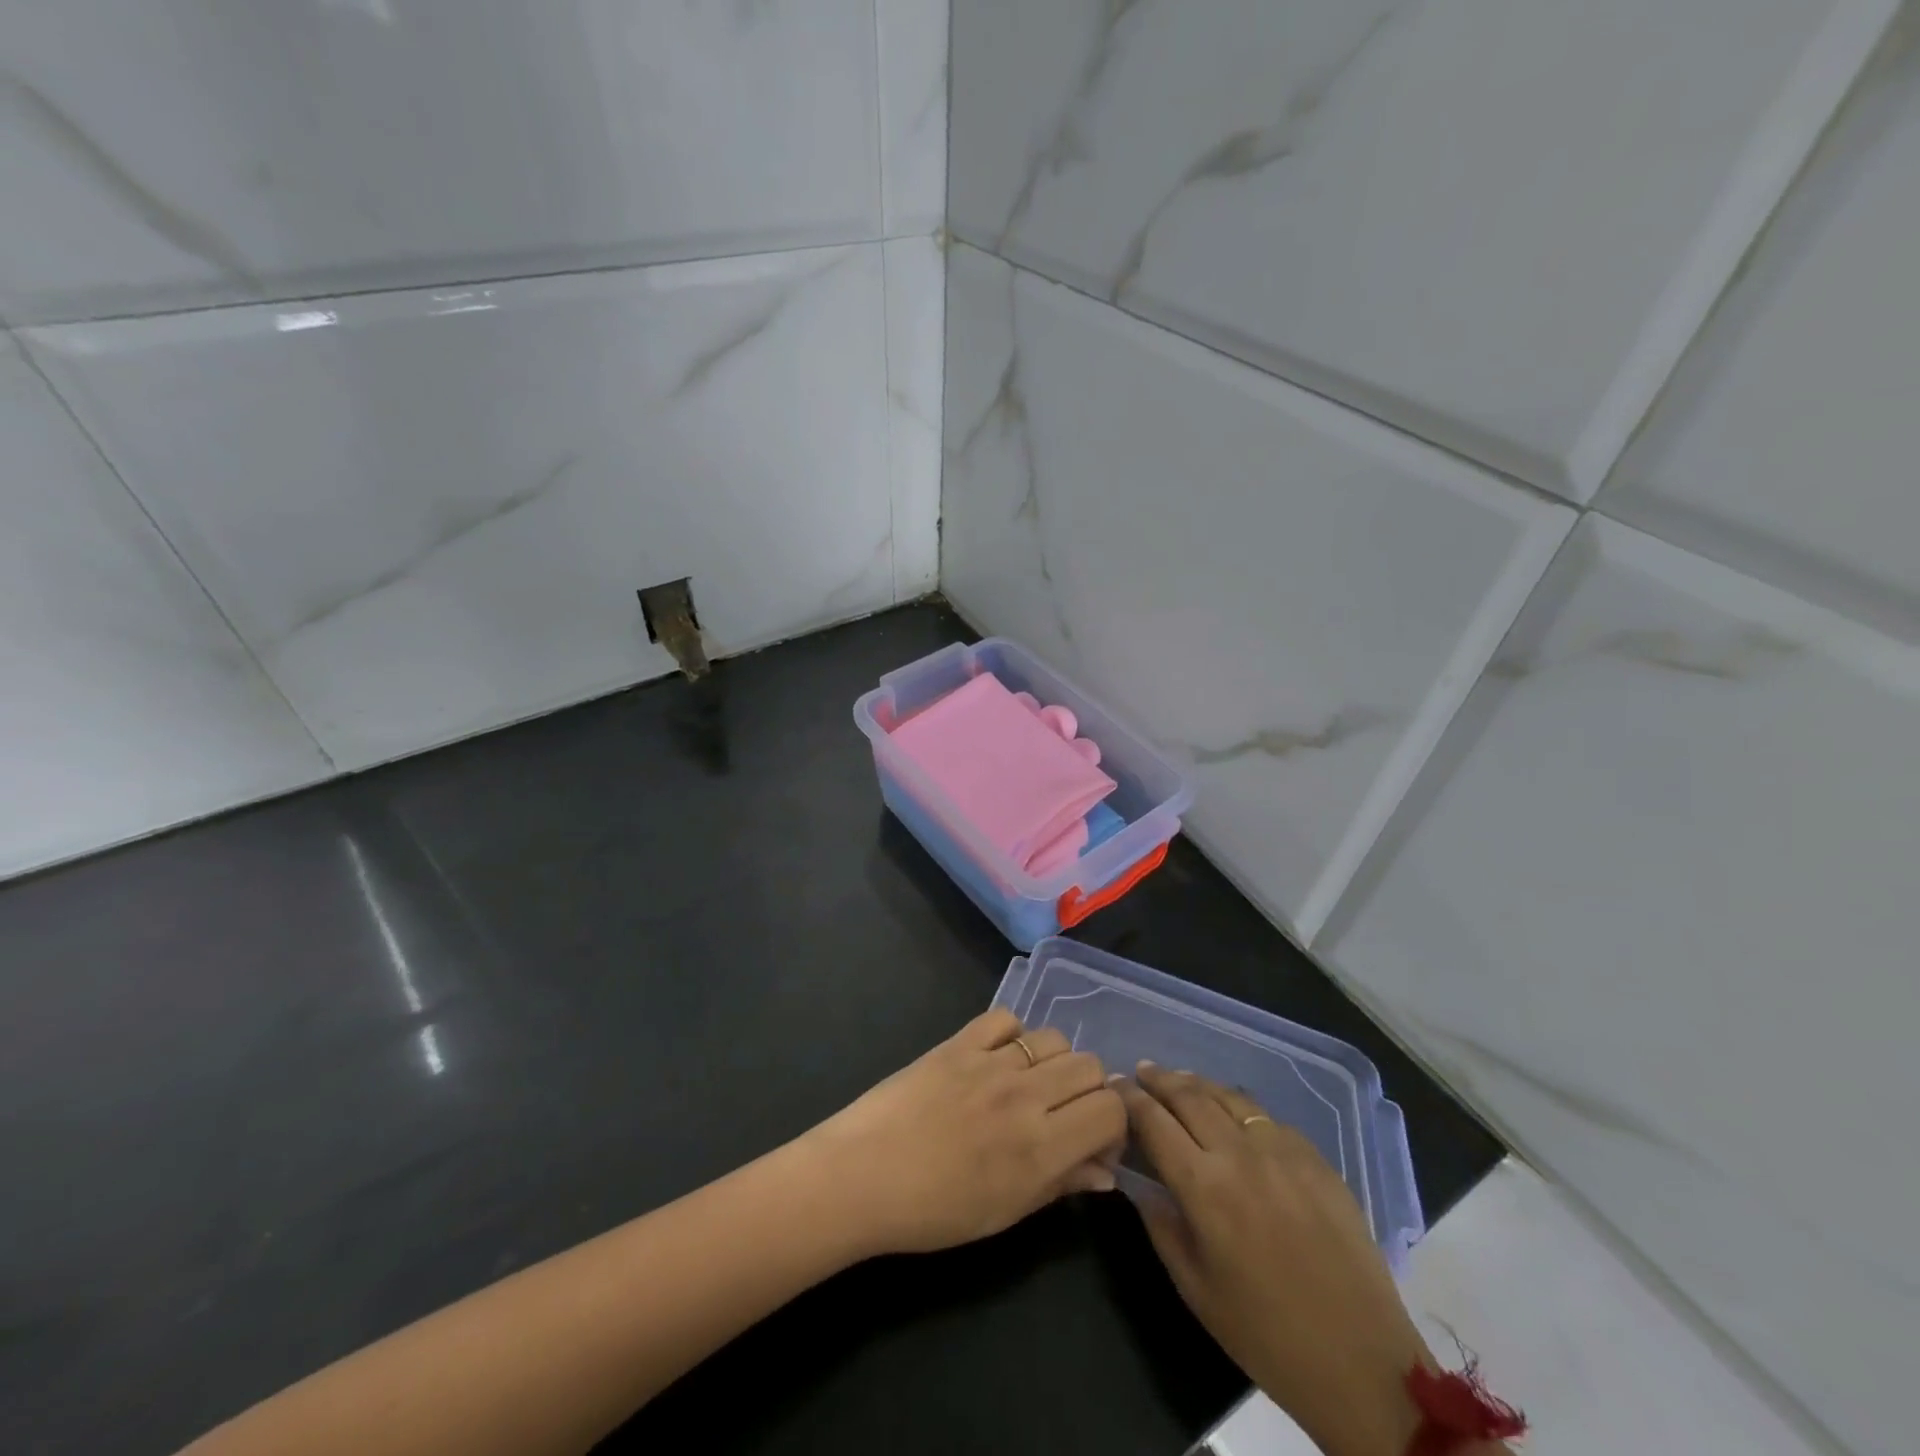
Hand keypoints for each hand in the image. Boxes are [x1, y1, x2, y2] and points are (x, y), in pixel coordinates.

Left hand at [803, 1009, 1126, 1256]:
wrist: (861, 1176)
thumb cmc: (933, 1211)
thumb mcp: (1004, 1213)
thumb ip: (1060, 1185)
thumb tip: (1106, 1171)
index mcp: (1041, 1147)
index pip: (1111, 1109)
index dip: (1114, 1124)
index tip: (1094, 1142)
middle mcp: (1025, 1096)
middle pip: (1089, 1066)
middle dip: (1089, 1091)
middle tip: (1064, 1114)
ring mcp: (990, 1062)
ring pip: (1054, 1038)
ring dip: (1055, 1061)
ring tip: (1031, 1086)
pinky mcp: (959, 1041)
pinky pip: (1005, 1018)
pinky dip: (1012, 1035)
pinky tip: (998, 1058)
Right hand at [1118, 1065, 1434, 1455]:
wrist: (1363, 1364)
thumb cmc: (1267, 1336)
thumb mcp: (1195, 1290)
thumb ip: (1161, 1226)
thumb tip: (1137, 1182)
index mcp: (1204, 1188)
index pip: (1154, 1122)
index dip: (1129, 1098)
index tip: (1114, 1084)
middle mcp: (1240, 1155)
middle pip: (1190, 1096)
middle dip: (1159, 1079)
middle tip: (1141, 1070)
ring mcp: (1283, 1151)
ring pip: (1229, 1096)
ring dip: (1197, 1084)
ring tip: (1180, 1080)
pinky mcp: (1316, 1159)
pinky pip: (1268, 1119)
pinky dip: (1240, 1109)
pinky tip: (1234, 1116)